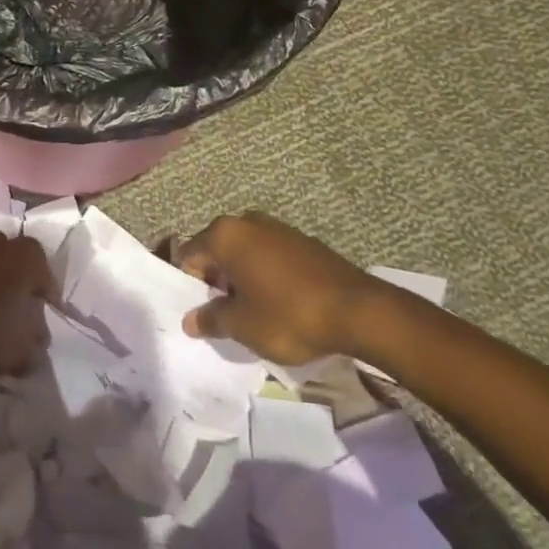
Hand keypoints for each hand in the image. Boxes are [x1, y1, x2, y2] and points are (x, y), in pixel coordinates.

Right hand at [176, 212, 385, 364]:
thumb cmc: (288, 315)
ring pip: (245, 253)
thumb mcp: (242, 326)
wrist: (359, 311)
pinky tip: (280, 303)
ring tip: (255, 312)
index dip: (190, 286)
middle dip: (217, 281)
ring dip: (242, 278)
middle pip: (217, 251)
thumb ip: (210, 319)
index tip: (202, 312)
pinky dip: (266, 275)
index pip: (189, 256)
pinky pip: (270, 256)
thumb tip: (190, 320)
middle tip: (227, 315)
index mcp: (225, 235)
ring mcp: (278, 228)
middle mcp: (248, 222)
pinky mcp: (303, 241)